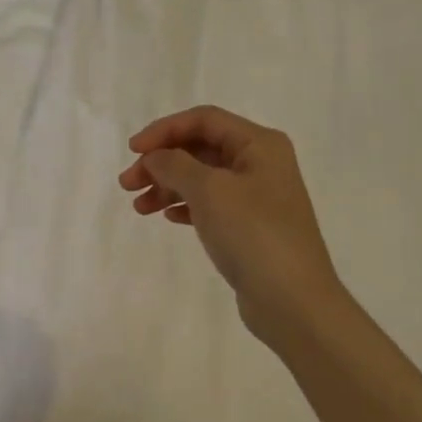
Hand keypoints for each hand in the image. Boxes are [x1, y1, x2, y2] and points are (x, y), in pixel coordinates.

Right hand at [119, 105, 348, 345]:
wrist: (293, 301)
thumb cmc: (253, 234)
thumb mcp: (209, 190)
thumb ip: (175, 165)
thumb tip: (154, 157)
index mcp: (259, 144)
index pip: (204, 120)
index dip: (164, 130)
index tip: (133, 151)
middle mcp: (261, 163)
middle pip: (200, 148)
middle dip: (161, 162)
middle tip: (128, 184)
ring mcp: (257, 196)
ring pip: (202, 178)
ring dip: (167, 186)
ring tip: (140, 208)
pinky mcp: (250, 226)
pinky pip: (210, 204)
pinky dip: (185, 205)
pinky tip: (168, 217)